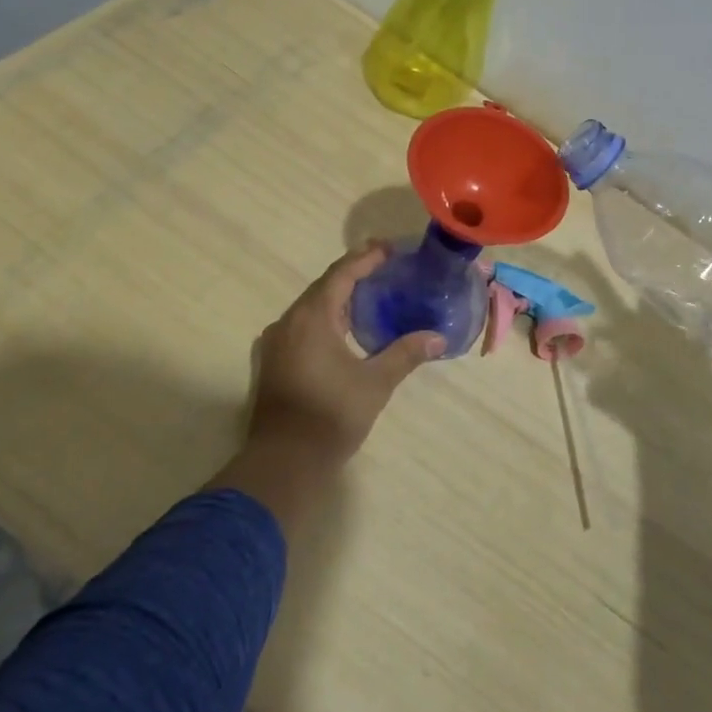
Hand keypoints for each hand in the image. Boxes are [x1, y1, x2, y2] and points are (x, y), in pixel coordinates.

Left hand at [210, 244, 442, 535]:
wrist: (283, 463)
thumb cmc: (330, 416)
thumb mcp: (375, 383)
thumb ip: (405, 354)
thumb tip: (438, 338)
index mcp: (312, 318)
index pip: (341, 274)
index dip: (366, 258)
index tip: (390, 248)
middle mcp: (289, 322)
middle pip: (323, 287)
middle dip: (353, 273)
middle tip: (384, 266)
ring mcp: (276, 343)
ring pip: (311, 307)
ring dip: (338, 297)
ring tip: (370, 292)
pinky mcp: (273, 362)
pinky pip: (302, 325)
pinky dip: (326, 317)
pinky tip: (345, 327)